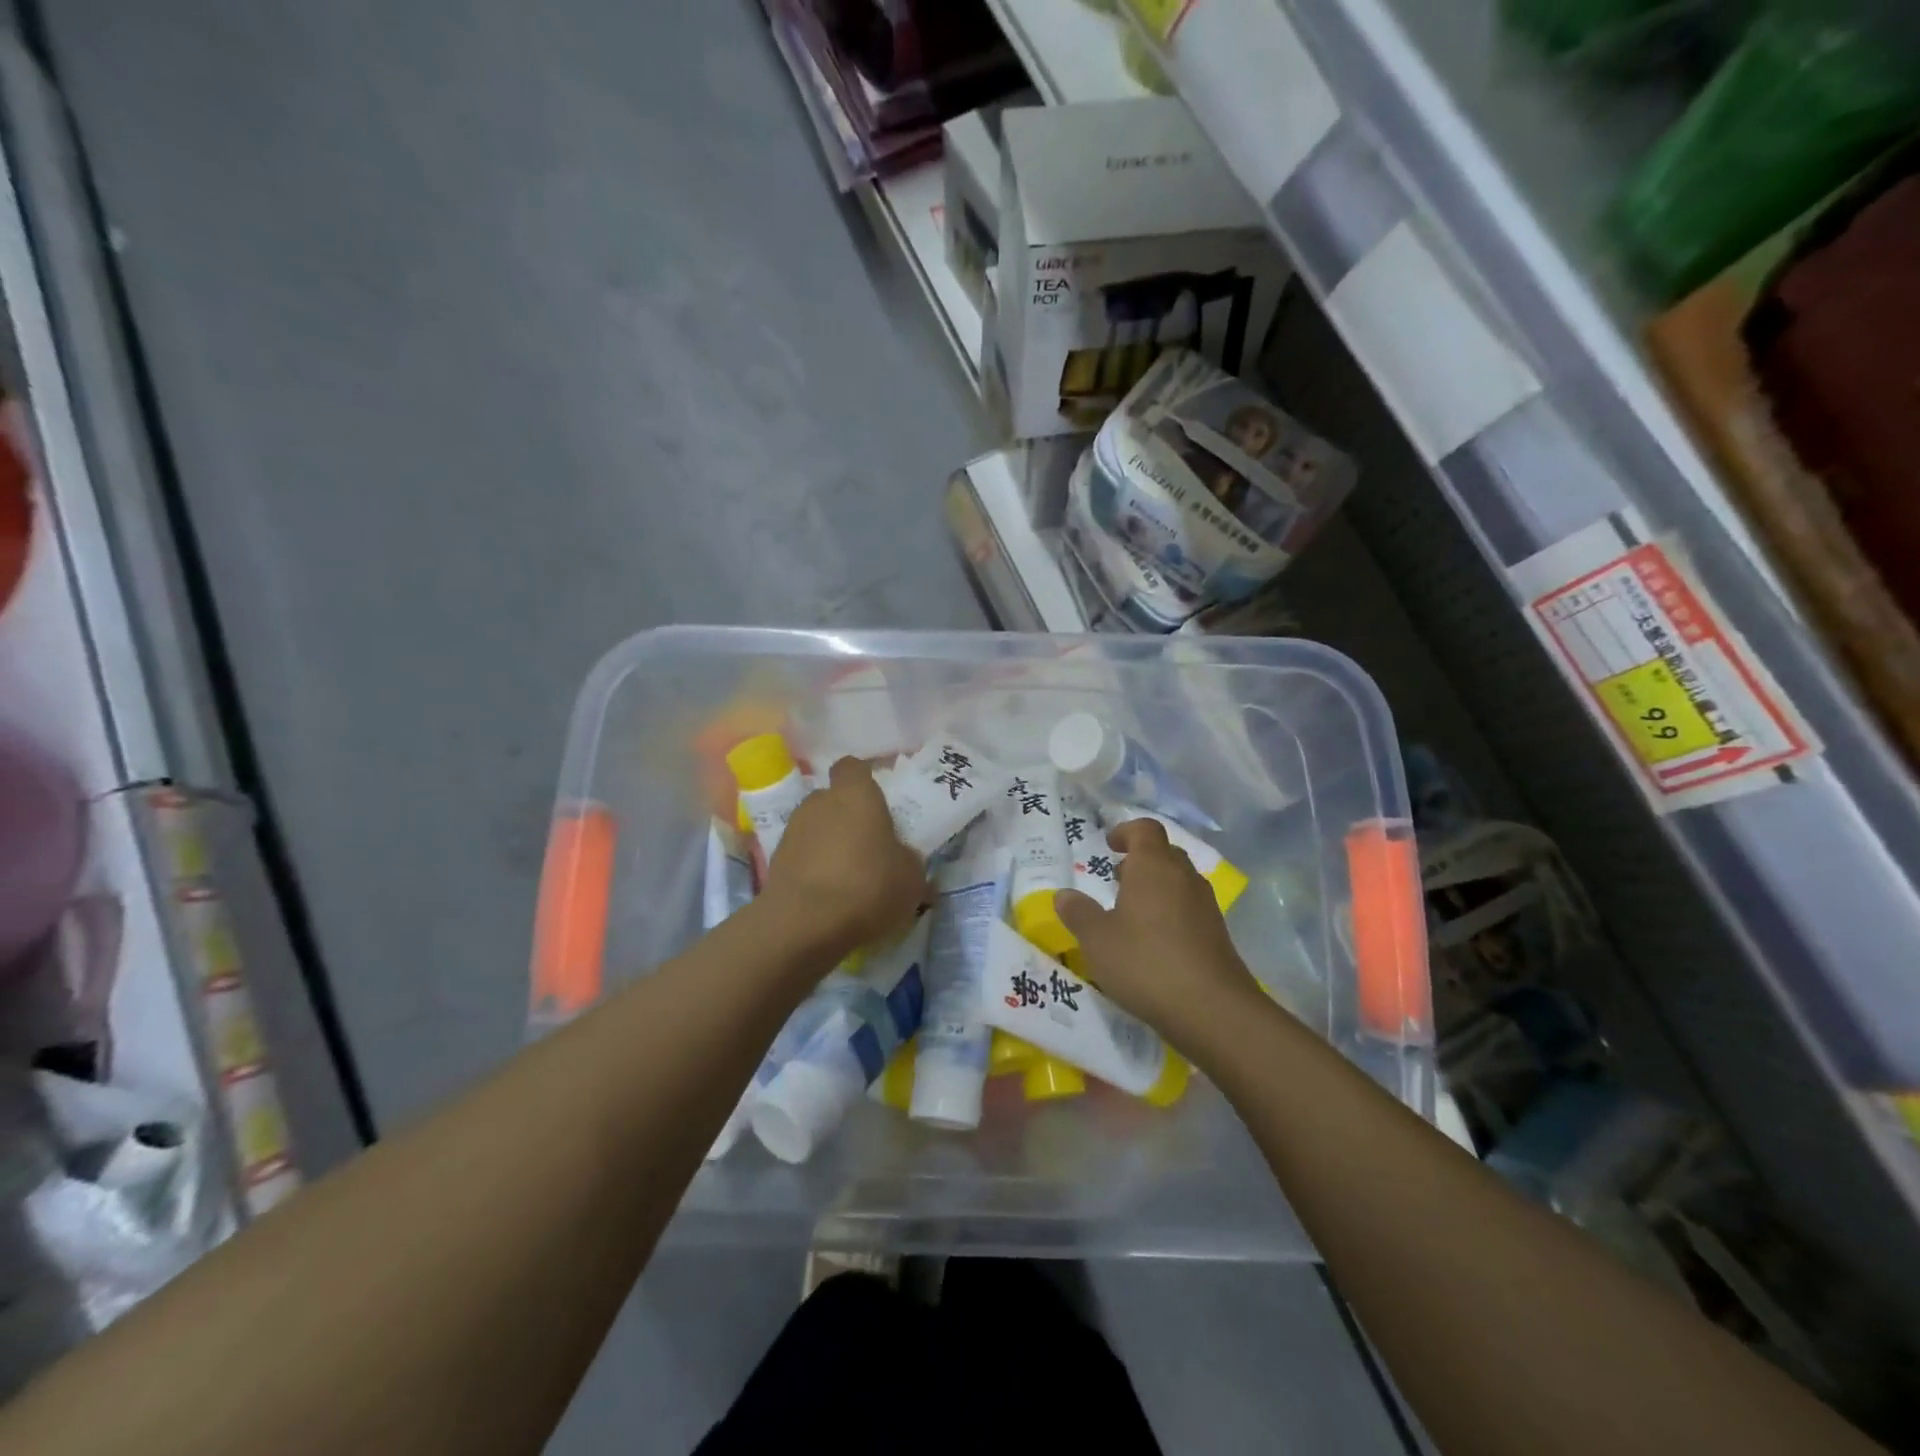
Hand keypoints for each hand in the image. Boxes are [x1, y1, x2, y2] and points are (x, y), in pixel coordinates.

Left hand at [761, 757, 928, 954]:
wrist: (805, 925)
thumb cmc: (868, 886)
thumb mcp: (911, 877)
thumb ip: (908, 858)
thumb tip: (903, 858)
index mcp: (855, 794)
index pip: (853, 767)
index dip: (863, 780)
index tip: (878, 802)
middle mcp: (819, 802)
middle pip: (833, 799)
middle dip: (848, 817)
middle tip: (869, 845)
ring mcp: (792, 831)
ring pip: (816, 828)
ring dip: (829, 844)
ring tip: (849, 876)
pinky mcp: (775, 862)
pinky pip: (802, 857)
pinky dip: (814, 869)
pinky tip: (830, 896)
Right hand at [1054, 818, 1260, 1049]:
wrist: (1213, 1010)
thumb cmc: (1146, 963)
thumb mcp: (1097, 940)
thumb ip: (1078, 913)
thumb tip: (1063, 894)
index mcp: (1154, 867)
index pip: (1145, 829)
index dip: (1126, 831)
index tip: (1109, 845)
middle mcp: (1184, 877)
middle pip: (1164, 852)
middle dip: (1140, 859)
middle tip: (1116, 878)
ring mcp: (1205, 905)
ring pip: (1179, 881)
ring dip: (1156, 886)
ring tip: (1132, 911)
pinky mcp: (1217, 933)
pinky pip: (1190, 907)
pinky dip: (1171, 911)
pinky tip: (1155, 941)